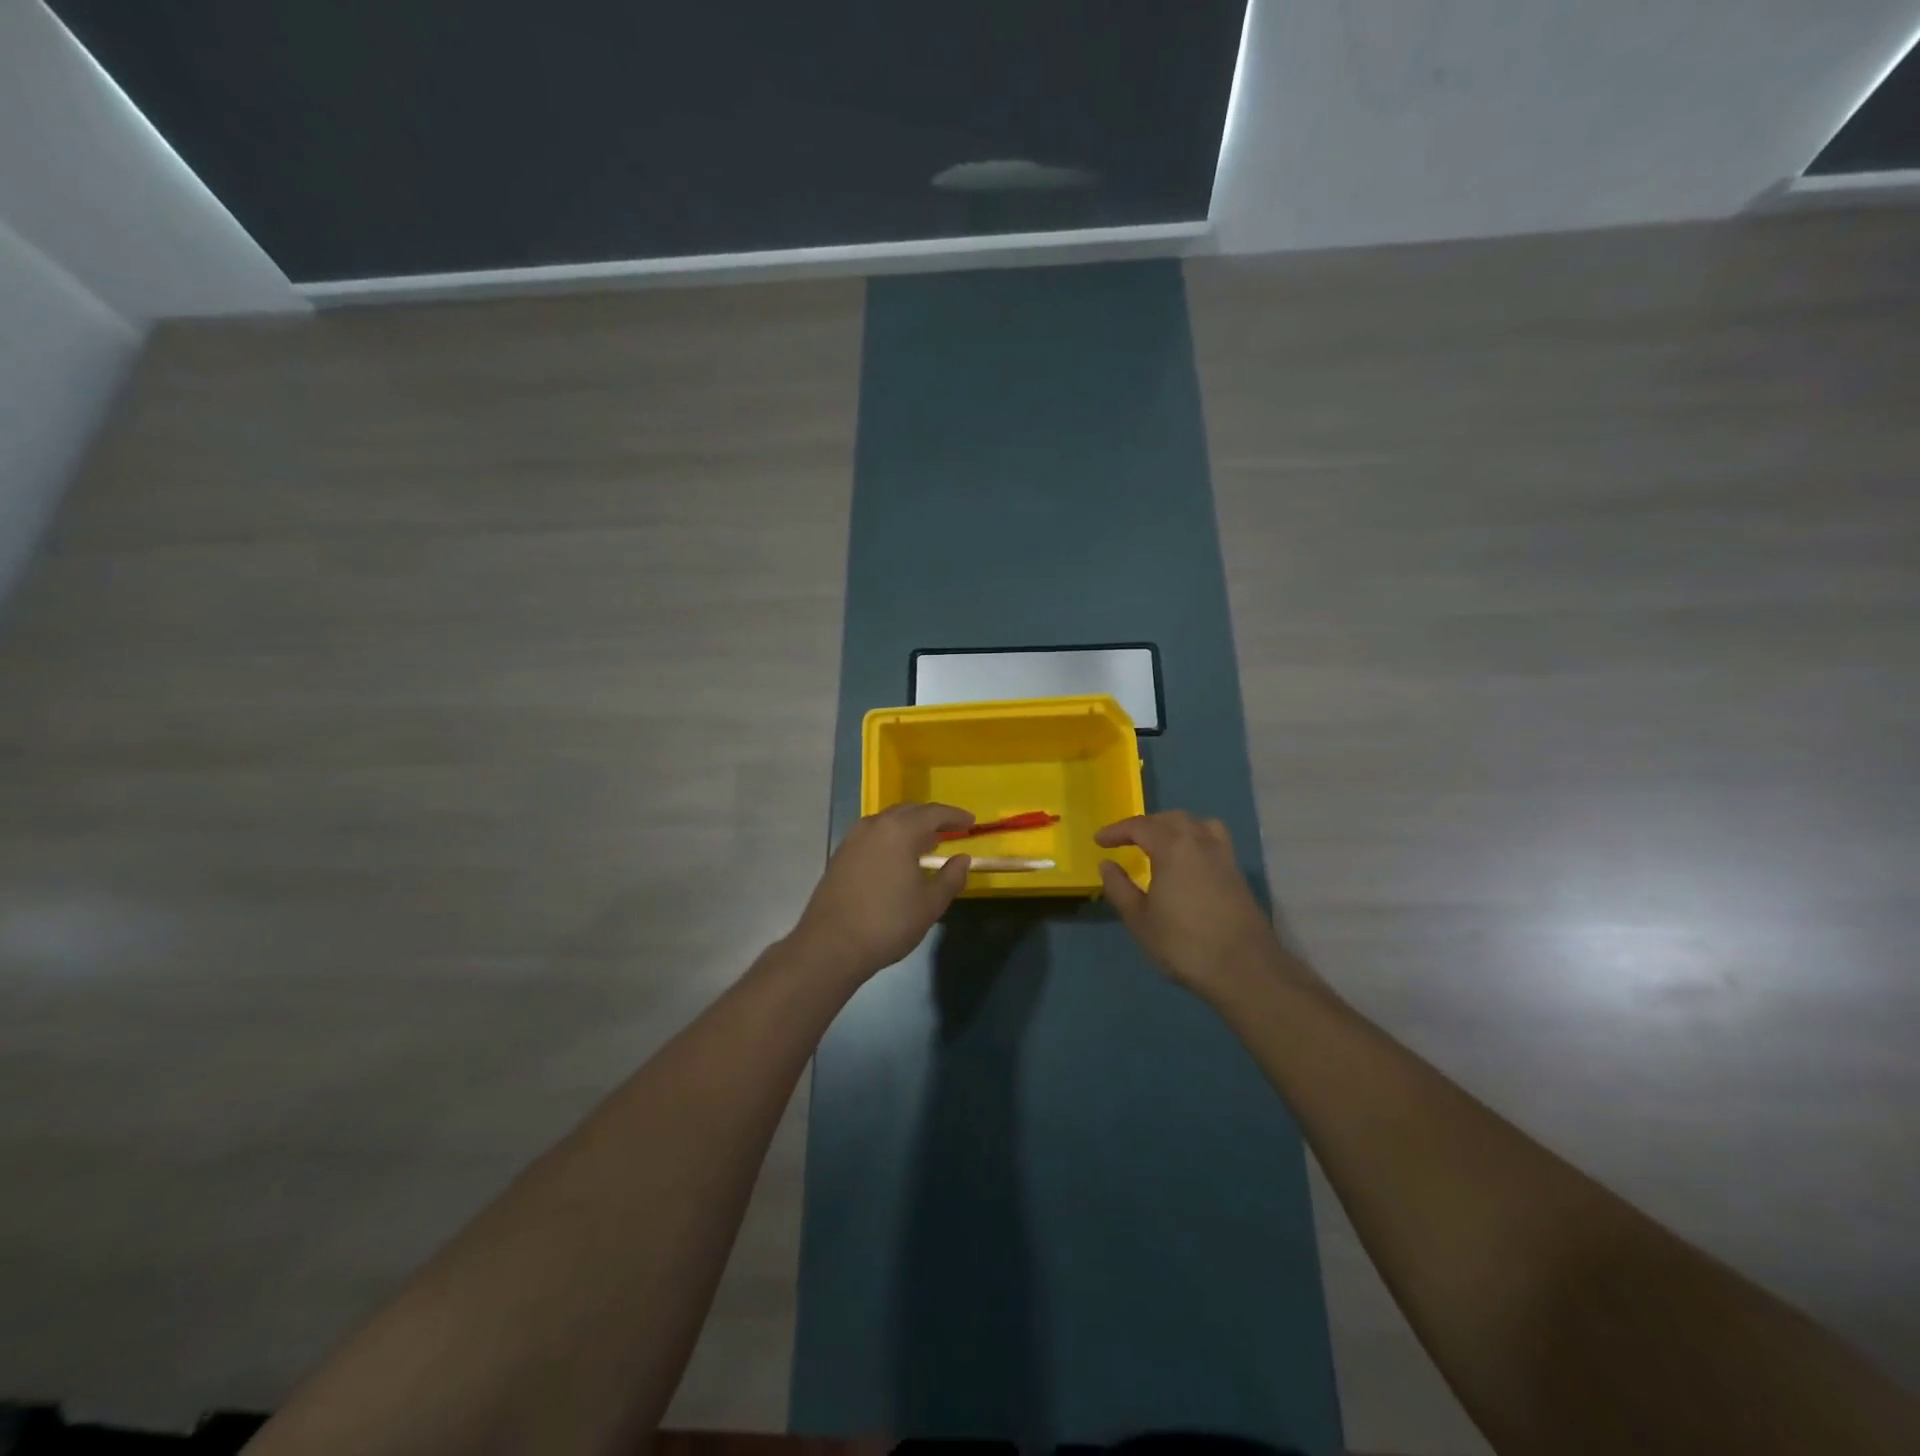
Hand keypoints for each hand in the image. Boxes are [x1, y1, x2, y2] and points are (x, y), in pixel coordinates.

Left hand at [790, 803, 973, 981]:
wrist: (831, 945)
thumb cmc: (888, 923)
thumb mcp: (930, 904)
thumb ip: (951, 877)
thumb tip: (962, 859)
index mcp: (899, 831)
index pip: (933, 813)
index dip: (955, 816)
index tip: (971, 822)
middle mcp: (874, 826)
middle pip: (908, 811)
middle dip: (931, 818)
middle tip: (951, 830)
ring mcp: (853, 839)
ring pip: (887, 822)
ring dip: (909, 827)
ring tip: (926, 843)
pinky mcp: (840, 855)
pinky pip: (873, 835)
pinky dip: (891, 838)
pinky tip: (898, 858)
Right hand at [1096, 811, 1314, 1005]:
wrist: (1245, 969)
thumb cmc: (1184, 944)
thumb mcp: (1139, 921)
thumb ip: (1119, 888)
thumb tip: (1107, 865)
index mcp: (1173, 848)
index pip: (1140, 826)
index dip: (1117, 831)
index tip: (1099, 841)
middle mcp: (1200, 842)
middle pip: (1171, 818)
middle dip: (1146, 825)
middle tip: (1127, 840)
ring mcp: (1224, 857)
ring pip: (1198, 824)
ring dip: (1174, 826)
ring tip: (1160, 843)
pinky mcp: (1237, 874)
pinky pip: (1213, 840)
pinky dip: (1195, 839)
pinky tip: (1187, 864)